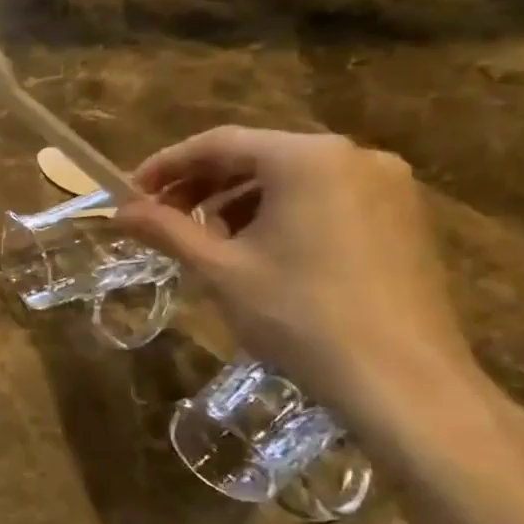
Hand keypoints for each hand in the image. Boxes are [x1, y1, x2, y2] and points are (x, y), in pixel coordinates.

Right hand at [115, 127, 478, 414]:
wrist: (401, 380)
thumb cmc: (299, 315)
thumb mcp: (220, 270)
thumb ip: (167, 231)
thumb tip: (120, 211)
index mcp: (307, 159)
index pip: (219, 143)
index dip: (166, 165)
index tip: (130, 192)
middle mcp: (353, 156)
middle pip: (257, 155)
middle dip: (202, 185)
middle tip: (162, 219)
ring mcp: (387, 186)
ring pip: (291, 178)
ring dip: (238, 201)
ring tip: (208, 241)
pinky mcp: (403, 218)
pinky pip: (325, 197)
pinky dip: (281, 213)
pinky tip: (259, 252)